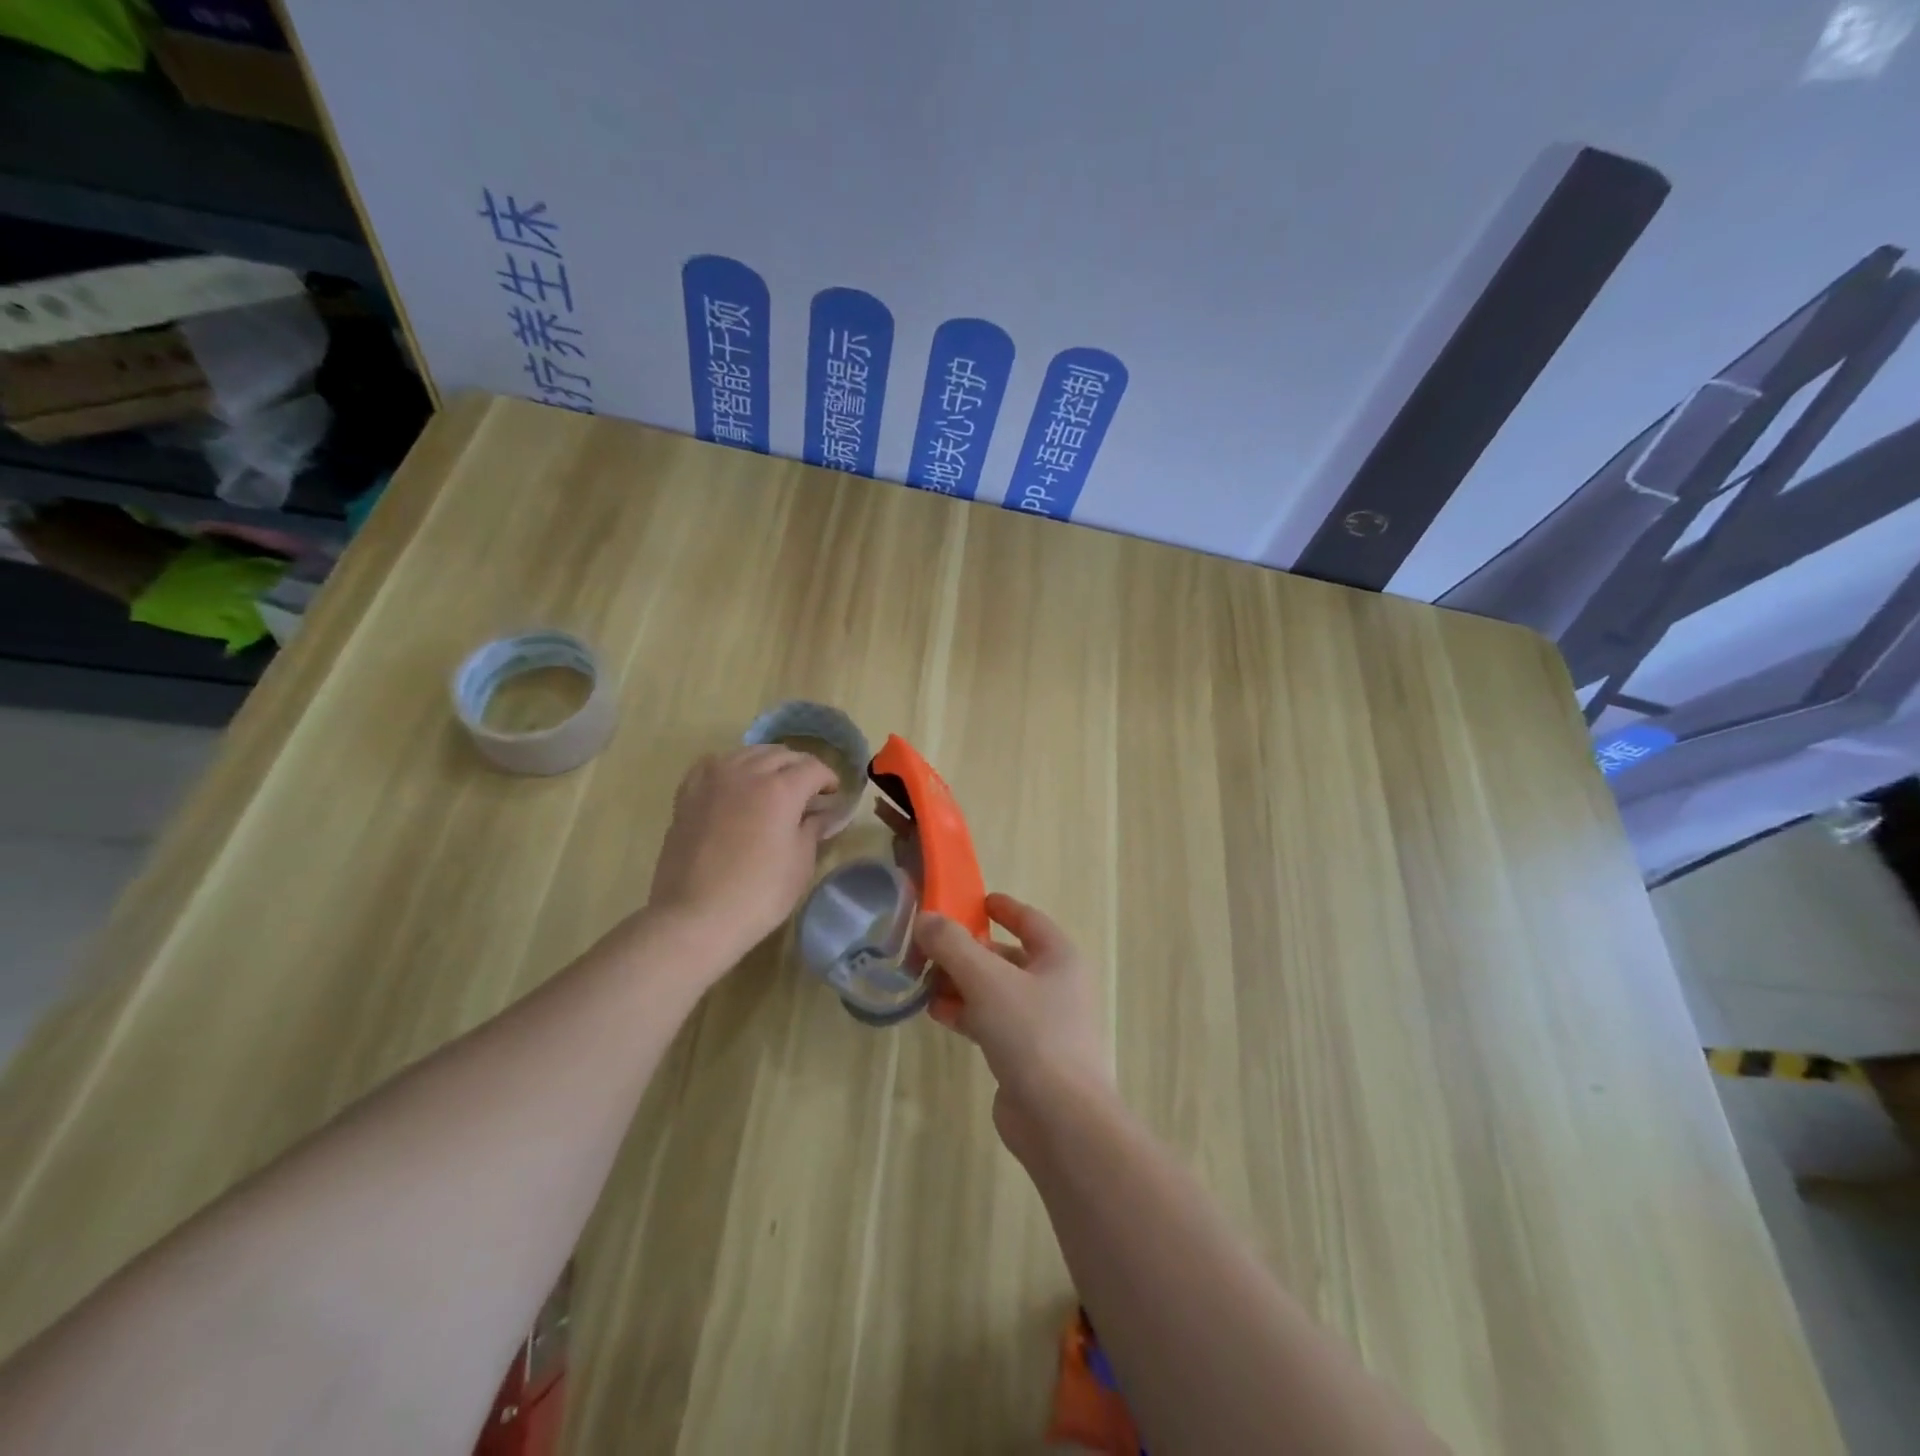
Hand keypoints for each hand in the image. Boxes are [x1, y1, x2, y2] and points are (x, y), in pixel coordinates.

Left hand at [647, 746, 839, 958]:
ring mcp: (713, 779)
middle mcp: (747, 773)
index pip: (813, 768)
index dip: (829, 779)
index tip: (833, 796)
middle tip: (809, 792)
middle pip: (782, 755)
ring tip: (774, 786)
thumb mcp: (800, 863)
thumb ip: (814, 828)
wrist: (695, 916)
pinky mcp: (688, 793)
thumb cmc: (759, 894)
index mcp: (781, 789)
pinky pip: (715, 764)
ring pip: (748, 753)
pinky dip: (733, 767)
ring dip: (768, 763)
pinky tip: (736, 784)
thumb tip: (824, 813)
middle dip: (801, 768)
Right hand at [914, 894, 1114, 1158]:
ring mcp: (1042, 1023)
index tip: (972, 901)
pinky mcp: (1026, 1056)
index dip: (1001, 908)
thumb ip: (952, 945)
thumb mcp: (987, 979)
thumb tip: (925, 919)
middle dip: (968, 950)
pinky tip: (937, 1013)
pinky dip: (966, 1012)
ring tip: (923, 978)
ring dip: (961, 983)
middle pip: (1006, 956)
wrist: (1060, 1119)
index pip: (1029, 919)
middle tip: (929, 945)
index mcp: (1060, 958)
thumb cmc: (1032, 1033)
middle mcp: (1056, 986)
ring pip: (995, 991)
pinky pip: (991, 1021)